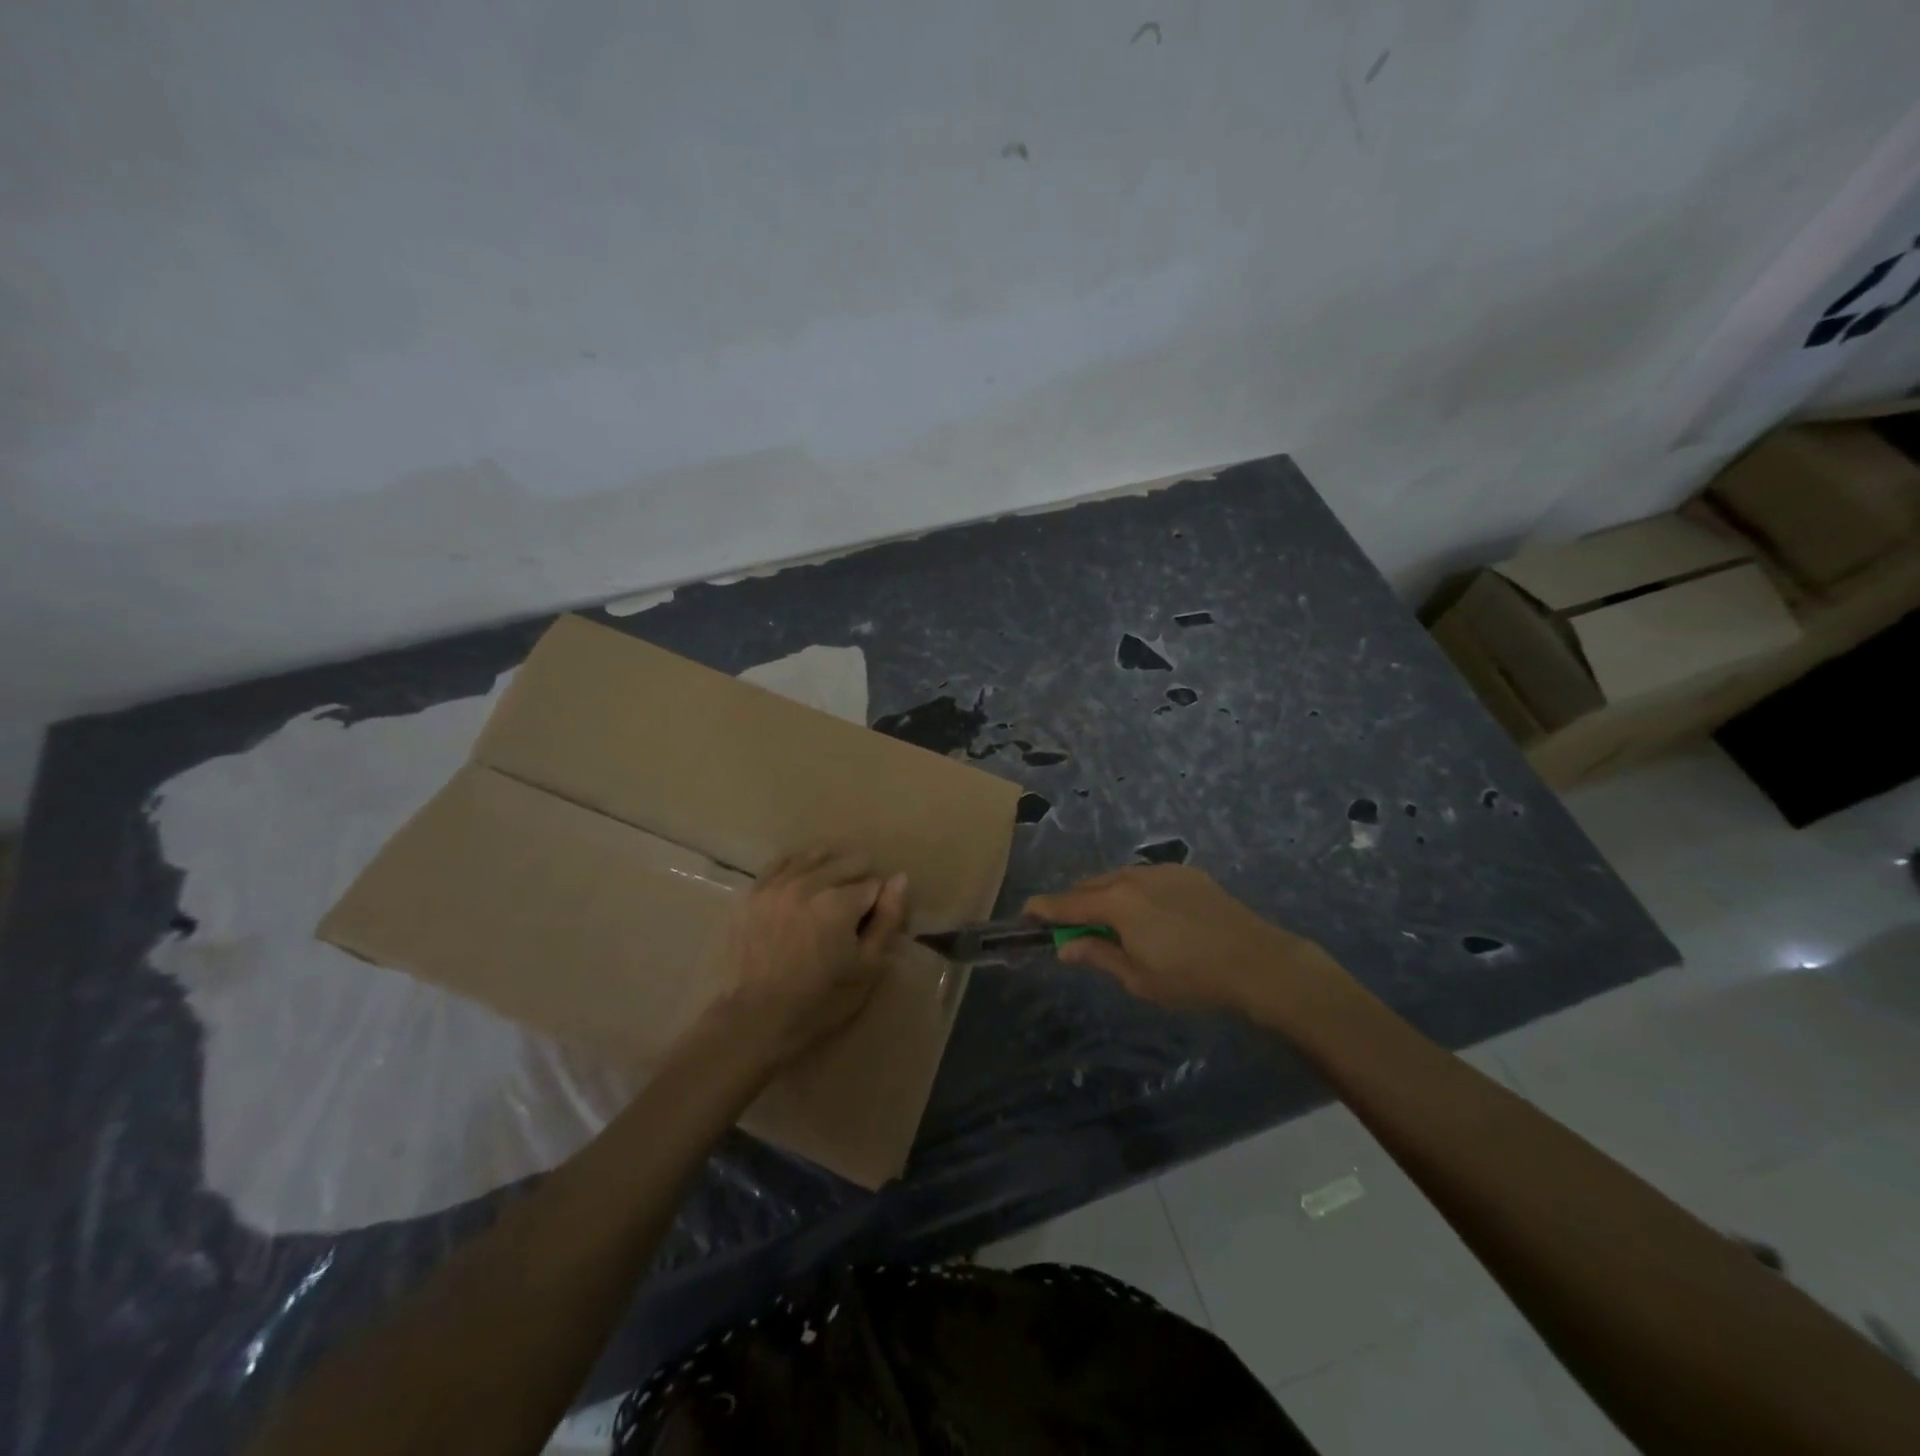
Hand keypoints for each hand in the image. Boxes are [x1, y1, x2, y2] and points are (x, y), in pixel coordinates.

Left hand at [706, 846, 909, 1066]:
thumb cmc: (819, 1001)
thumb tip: (900, 879)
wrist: (755, 1019)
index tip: (871, 924)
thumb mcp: (867, 968)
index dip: (878, 904)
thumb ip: (887, 920)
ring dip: (830, 868)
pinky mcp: (753, 892)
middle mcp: (809, 883)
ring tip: (830, 893)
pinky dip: (798, 866)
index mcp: (840, 902)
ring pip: (815, 855)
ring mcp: (777, 884)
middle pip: (848, 862)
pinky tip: (802, 882)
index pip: (874, 883)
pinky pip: (781, 862)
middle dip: (858, 881)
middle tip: (853, 912)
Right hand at [1025, 865, 1348, 1021]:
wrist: (1256, 961)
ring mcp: (1161, 871)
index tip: (1025, 915)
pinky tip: (1150, 916)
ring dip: (1104, 897)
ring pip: (1118, 878)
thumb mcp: (1138, 978)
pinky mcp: (1186, 873)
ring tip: (1111, 923)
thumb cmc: (1191, 978)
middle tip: (1070, 929)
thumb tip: (1066, 947)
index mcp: (1115, 903)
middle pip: (1089, 886)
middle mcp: (1132, 877)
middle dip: (1074, 904)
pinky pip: (1146, 878)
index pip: (1066, 904)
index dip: (1042, 910)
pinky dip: (1134, 892)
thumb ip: (1098, 956)